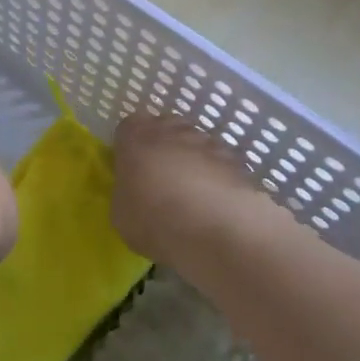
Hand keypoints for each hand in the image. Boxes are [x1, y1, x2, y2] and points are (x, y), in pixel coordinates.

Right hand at [111, 113, 278, 266]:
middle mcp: (173, 129)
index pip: (128, 128)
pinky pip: (221, 166)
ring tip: (193, 199)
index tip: (131, 170)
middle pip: (165, 130)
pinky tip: (216, 207)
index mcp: (137, 136)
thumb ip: (126, 193)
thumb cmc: (154, 219)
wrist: (217, 232)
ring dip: (193, 164)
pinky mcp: (238, 163)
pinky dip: (218, 180)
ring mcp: (210, 143)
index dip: (130, 148)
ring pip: (196, 146)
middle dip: (163, 150)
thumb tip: (134, 192)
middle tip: (160, 182)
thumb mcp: (121, 214)